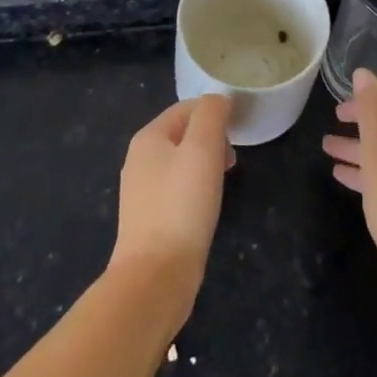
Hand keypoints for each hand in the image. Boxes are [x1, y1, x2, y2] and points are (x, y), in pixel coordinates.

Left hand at [110, 95, 233, 329]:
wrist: (155, 277)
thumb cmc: (182, 205)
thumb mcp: (203, 148)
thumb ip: (211, 114)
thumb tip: (219, 100)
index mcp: (148, 137)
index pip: (187, 107)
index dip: (215, 114)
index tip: (238, 134)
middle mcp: (139, 159)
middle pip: (183, 133)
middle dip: (212, 139)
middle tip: (232, 161)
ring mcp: (141, 191)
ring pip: (181, 162)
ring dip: (207, 164)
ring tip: (223, 183)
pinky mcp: (148, 219)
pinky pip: (177, 189)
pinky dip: (196, 189)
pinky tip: (207, 208)